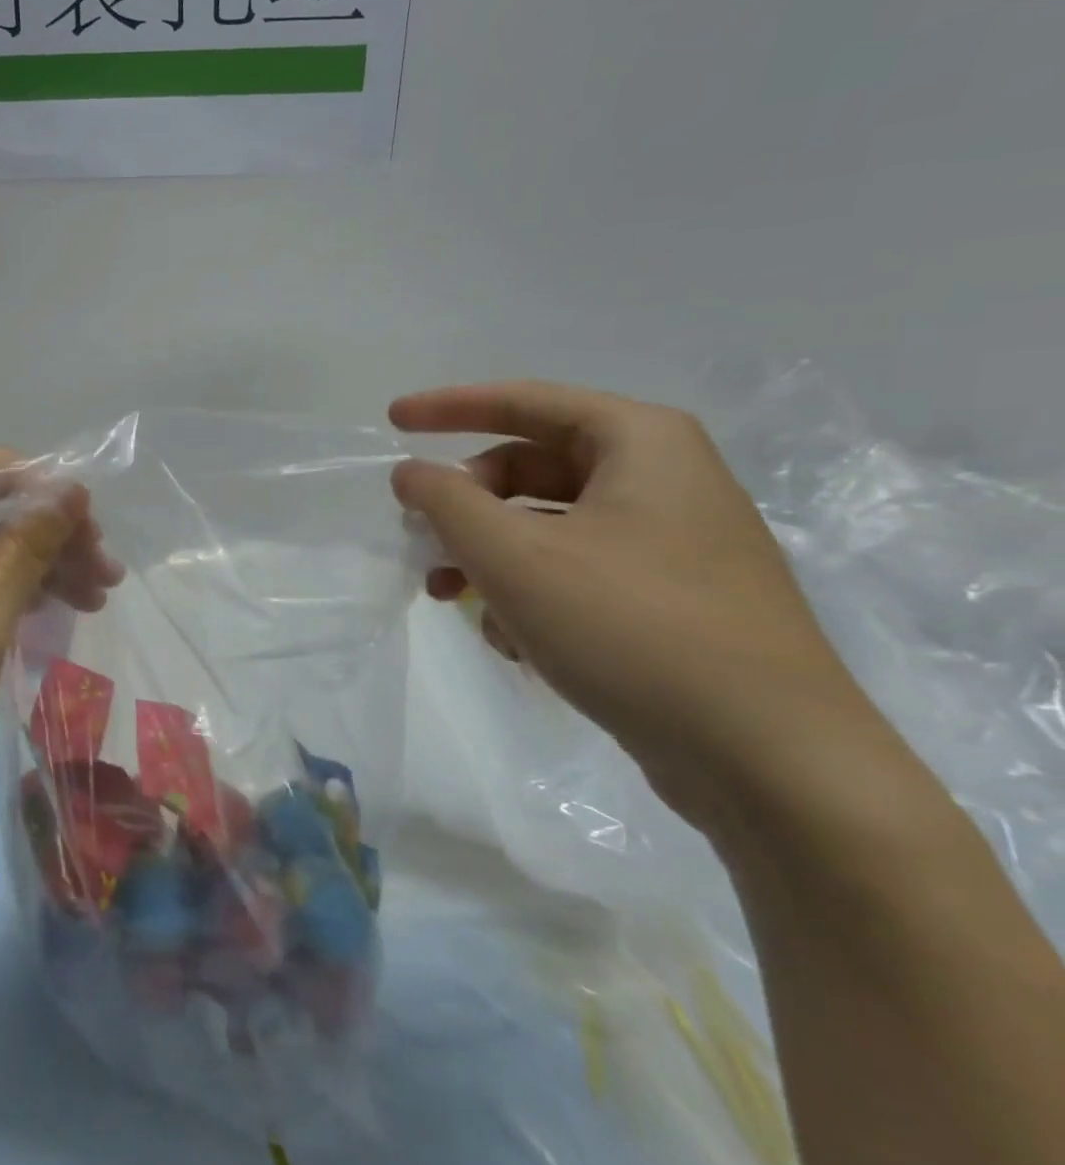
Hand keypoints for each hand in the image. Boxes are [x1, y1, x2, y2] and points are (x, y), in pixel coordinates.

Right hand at [389, 381, 897, 833]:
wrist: (773, 763)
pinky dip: (532, 593)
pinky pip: (580, 572)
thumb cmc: (633, 629)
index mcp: (641, 443)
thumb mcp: (515, 556)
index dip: (448, 407)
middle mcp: (664, 480)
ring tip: (452, 598)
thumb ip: (446, 501)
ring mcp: (675, 544)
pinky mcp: (675, 601)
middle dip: (468, 505)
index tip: (392, 421)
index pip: (524, 401)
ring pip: (550, 526)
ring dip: (490, 555)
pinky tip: (515, 642)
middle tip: (423, 539)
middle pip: (532, 468)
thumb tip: (410, 471)